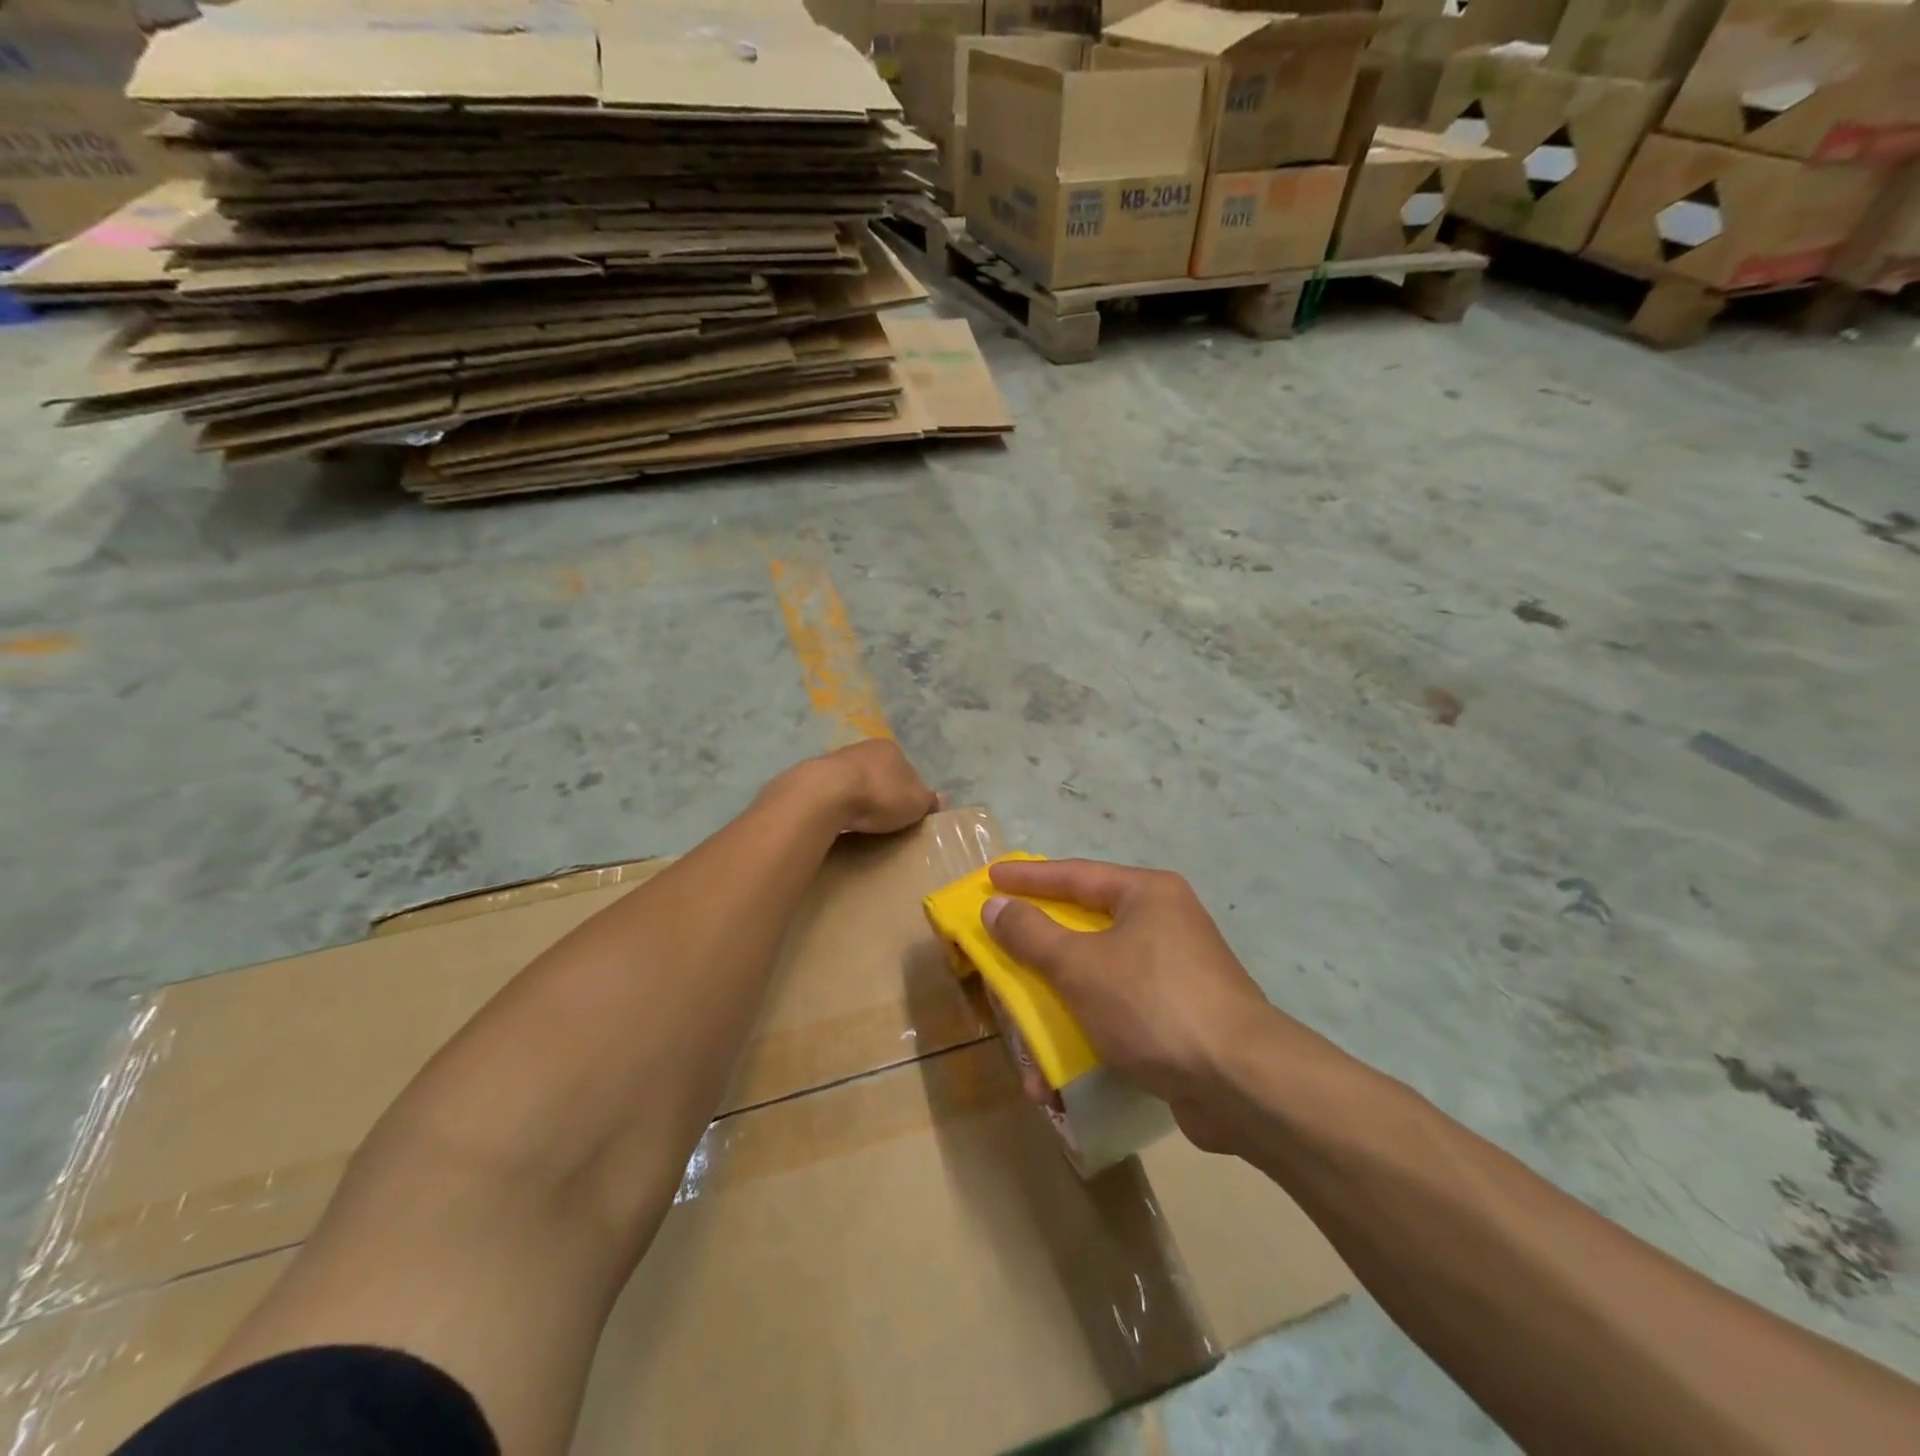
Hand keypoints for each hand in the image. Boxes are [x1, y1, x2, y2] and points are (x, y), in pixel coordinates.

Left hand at [815, 738, 939, 834]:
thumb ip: (928, 801)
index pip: (908, 771)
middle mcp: (865, 747)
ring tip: (861, 821)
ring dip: (859, 798)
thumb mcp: (916, 803)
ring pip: (856, 781)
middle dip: (883, 794)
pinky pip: (835, 791)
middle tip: (884, 819)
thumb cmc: (880, 795)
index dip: (910, 793)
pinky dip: (840, 803)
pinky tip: (840, 818)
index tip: (906, 814)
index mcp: (892, 749)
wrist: (828, 793)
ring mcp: (838, 758)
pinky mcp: (816, 775)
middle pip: (881, 774)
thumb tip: (939, 800)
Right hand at [982, 859, 1307, 1153]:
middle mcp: (1164, 925)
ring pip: (1096, 980)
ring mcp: (1173, 975)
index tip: (991, 878)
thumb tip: (996, 906)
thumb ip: (1032, 934)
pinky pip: (1116, 1016)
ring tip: (1023, 1036)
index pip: (1075, 875)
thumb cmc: (1153, 1004)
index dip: (1029, 878)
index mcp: (1147, 895)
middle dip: (1038, 953)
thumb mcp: (1081, 965)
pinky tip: (1057, 1078)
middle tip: (1000, 952)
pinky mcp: (1177, 1021)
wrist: (1242, 1084)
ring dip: (1056, 1009)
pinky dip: (1085, 1037)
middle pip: (1084, 929)